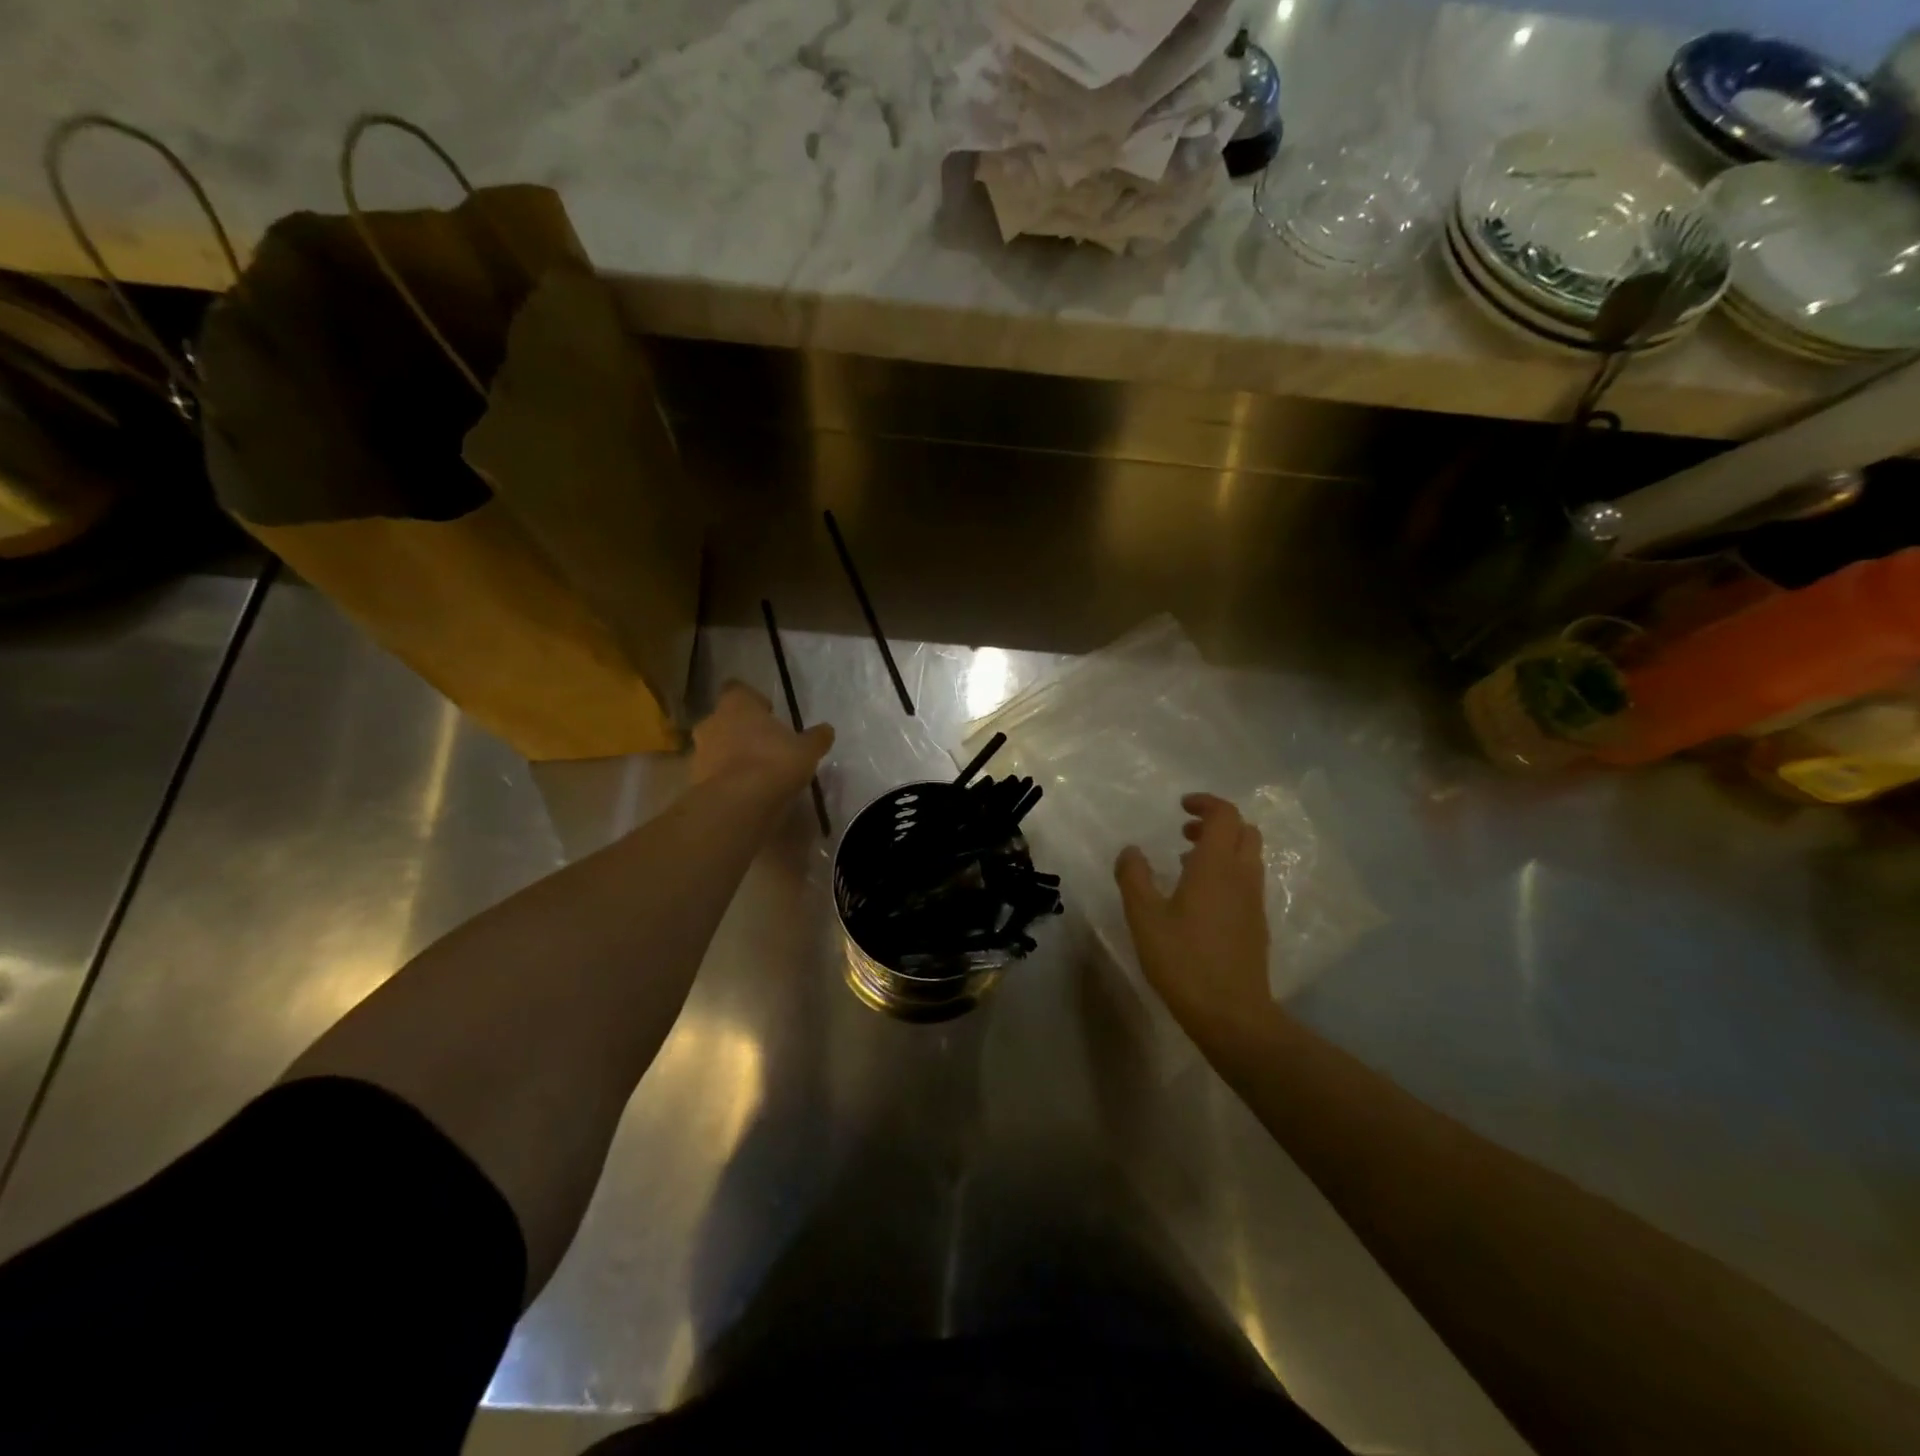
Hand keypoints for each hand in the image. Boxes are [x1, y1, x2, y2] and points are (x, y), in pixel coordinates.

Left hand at [692, 683, 833, 795]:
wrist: (738, 804)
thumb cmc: (774, 762)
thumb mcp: (806, 750)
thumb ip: (815, 738)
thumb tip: (826, 729)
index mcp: (737, 704)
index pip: (739, 690)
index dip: (753, 700)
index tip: (768, 714)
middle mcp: (712, 721)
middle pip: (725, 719)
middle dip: (742, 730)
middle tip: (765, 744)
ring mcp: (699, 752)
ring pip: (716, 747)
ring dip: (732, 755)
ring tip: (757, 773)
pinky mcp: (695, 780)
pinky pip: (713, 774)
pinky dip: (726, 779)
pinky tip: (746, 792)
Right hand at [1115, 794, 1271, 1039]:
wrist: (1232, 1014)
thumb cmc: (1183, 960)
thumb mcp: (1144, 917)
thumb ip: (1134, 877)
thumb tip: (1131, 850)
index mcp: (1216, 866)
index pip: (1224, 815)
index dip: (1205, 803)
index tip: (1180, 806)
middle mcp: (1241, 876)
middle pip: (1244, 831)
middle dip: (1216, 823)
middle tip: (1184, 832)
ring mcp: (1253, 901)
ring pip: (1248, 856)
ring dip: (1222, 848)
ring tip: (1185, 862)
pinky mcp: (1256, 924)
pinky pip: (1246, 880)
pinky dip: (1227, 872)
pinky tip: (1199, 898)